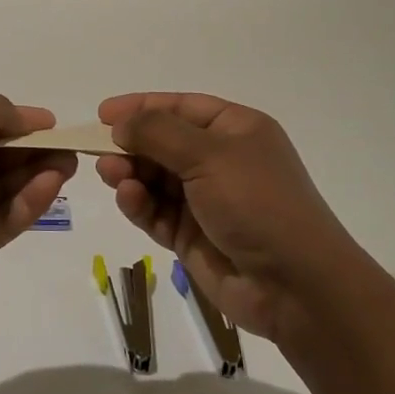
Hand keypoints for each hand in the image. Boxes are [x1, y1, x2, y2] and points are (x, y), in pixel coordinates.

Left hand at [0, 93, 77, 309]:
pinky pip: (6, 218)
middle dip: (33, 148)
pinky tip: (50, 187)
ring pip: (6, 186)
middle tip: (69, 146)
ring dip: (37, 173)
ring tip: (67, 165)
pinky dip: (29, 202)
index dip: (15, 121)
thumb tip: (28, 117)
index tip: (51, 122)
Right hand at [96, 93, 354, 343]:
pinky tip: (129, 199)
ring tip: (111, 175)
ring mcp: (205, 200)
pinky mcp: (192, 236)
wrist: (296, 287)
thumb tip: (120, 123)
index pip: (180, 107)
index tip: (102, 113)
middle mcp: (220, 160)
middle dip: (131, 144)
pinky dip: (139, 204)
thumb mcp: (209, 155)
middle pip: (162, 143)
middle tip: (98, 150)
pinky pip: (156, 212)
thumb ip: (158, 133)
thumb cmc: (257, 203)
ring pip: (154, 178)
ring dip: (130, 174)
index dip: (141, 106)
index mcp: (235, 130)